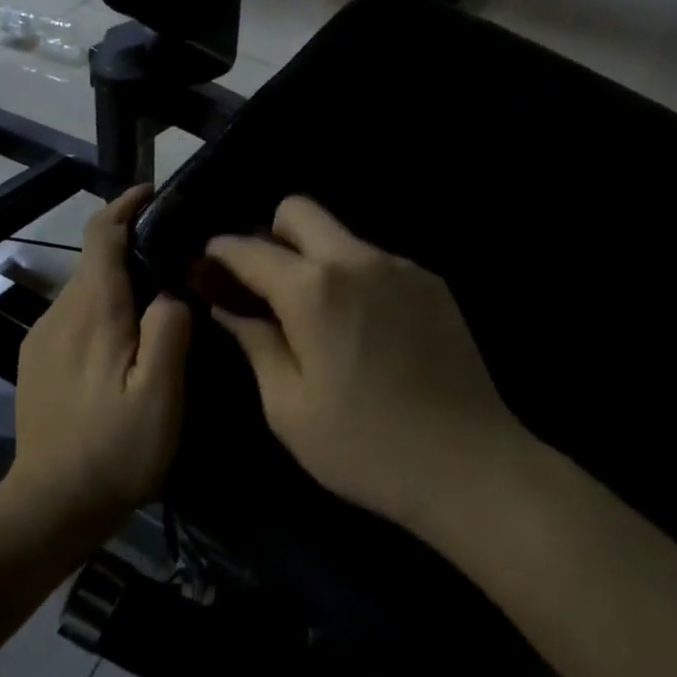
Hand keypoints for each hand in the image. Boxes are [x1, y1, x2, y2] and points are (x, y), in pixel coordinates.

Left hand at [9, 186, 192, 531]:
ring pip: (86, 290)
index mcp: (92, 310)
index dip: (125, 205)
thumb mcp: (161, 393)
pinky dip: (104, 308)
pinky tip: (128, 339)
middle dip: (131, 245)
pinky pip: (75, 316)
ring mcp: (42, 338)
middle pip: (94, 259)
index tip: (153, 192)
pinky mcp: (37, 362)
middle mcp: (60, 312)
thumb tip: (172, 288)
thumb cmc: (114, 450)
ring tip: (161, 296)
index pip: (101, 233)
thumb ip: (170, 329)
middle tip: (178, 254)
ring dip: (119, 281)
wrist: (49, 506)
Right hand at [205, 197, 524, 529]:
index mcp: (314, 289)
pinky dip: (355, 279)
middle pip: (300, 211)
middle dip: (270, 235)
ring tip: (318, 317)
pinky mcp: (432, 284)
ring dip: (316, 260)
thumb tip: (228, 307)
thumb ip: (255, 343)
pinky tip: (364, 330)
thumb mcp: (289, 407)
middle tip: (265, 287)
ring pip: (341, 237)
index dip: (220, 253)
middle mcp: (358, 260)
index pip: (250, 248)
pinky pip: (376, 262)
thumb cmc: (366, 446)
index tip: (206, 267)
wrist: (471, 465)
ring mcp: (402, 267)